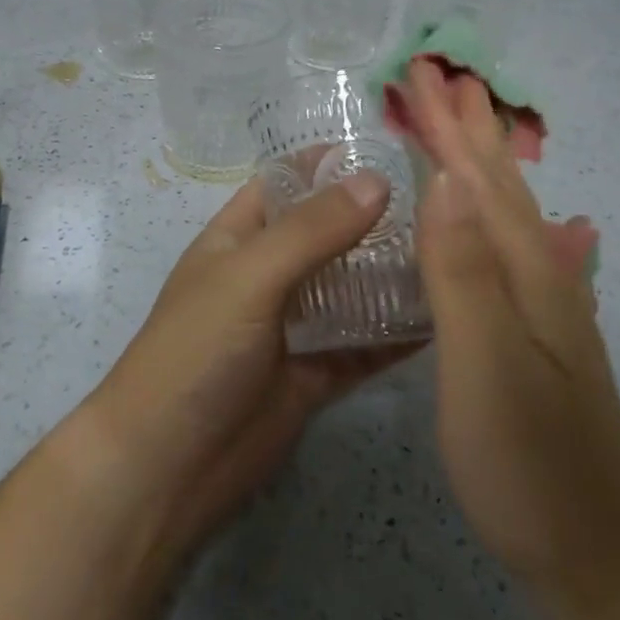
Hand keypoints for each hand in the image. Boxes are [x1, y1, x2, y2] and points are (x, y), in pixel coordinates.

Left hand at [86, 171, 417, 553]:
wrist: (165, 470)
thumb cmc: (195, 353)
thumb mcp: (249, 277)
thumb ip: (312, 231)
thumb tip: (377, 180)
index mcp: (238, 238)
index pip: (287, 183)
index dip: (329, 163)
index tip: (392, 149)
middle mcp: (268, 275)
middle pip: (328, 234)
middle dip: (374, 218)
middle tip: (442, 204)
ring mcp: (293, 327)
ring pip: (351, 289)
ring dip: (392, 275)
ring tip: (453, 252)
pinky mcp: (315, 375)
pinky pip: (363, 345)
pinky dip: (396, 334)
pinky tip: (445, 318)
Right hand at [403, 59, 619, 599]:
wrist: (601, 556)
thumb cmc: (530, 463)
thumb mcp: (486, 366)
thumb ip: (464, 272)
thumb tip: (445, 180)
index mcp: (525, 271)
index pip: (478, 178)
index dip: (448, 124)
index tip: (421, 71)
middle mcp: (540, 275)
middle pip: (498, 183)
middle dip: (467, 126)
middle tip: (441, 77)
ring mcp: (540, 307)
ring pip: (504, 211)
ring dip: (478, 162)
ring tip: (458, 128)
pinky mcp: (531, 335)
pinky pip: (500, 246)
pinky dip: (481, 212)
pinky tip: (479, 219)